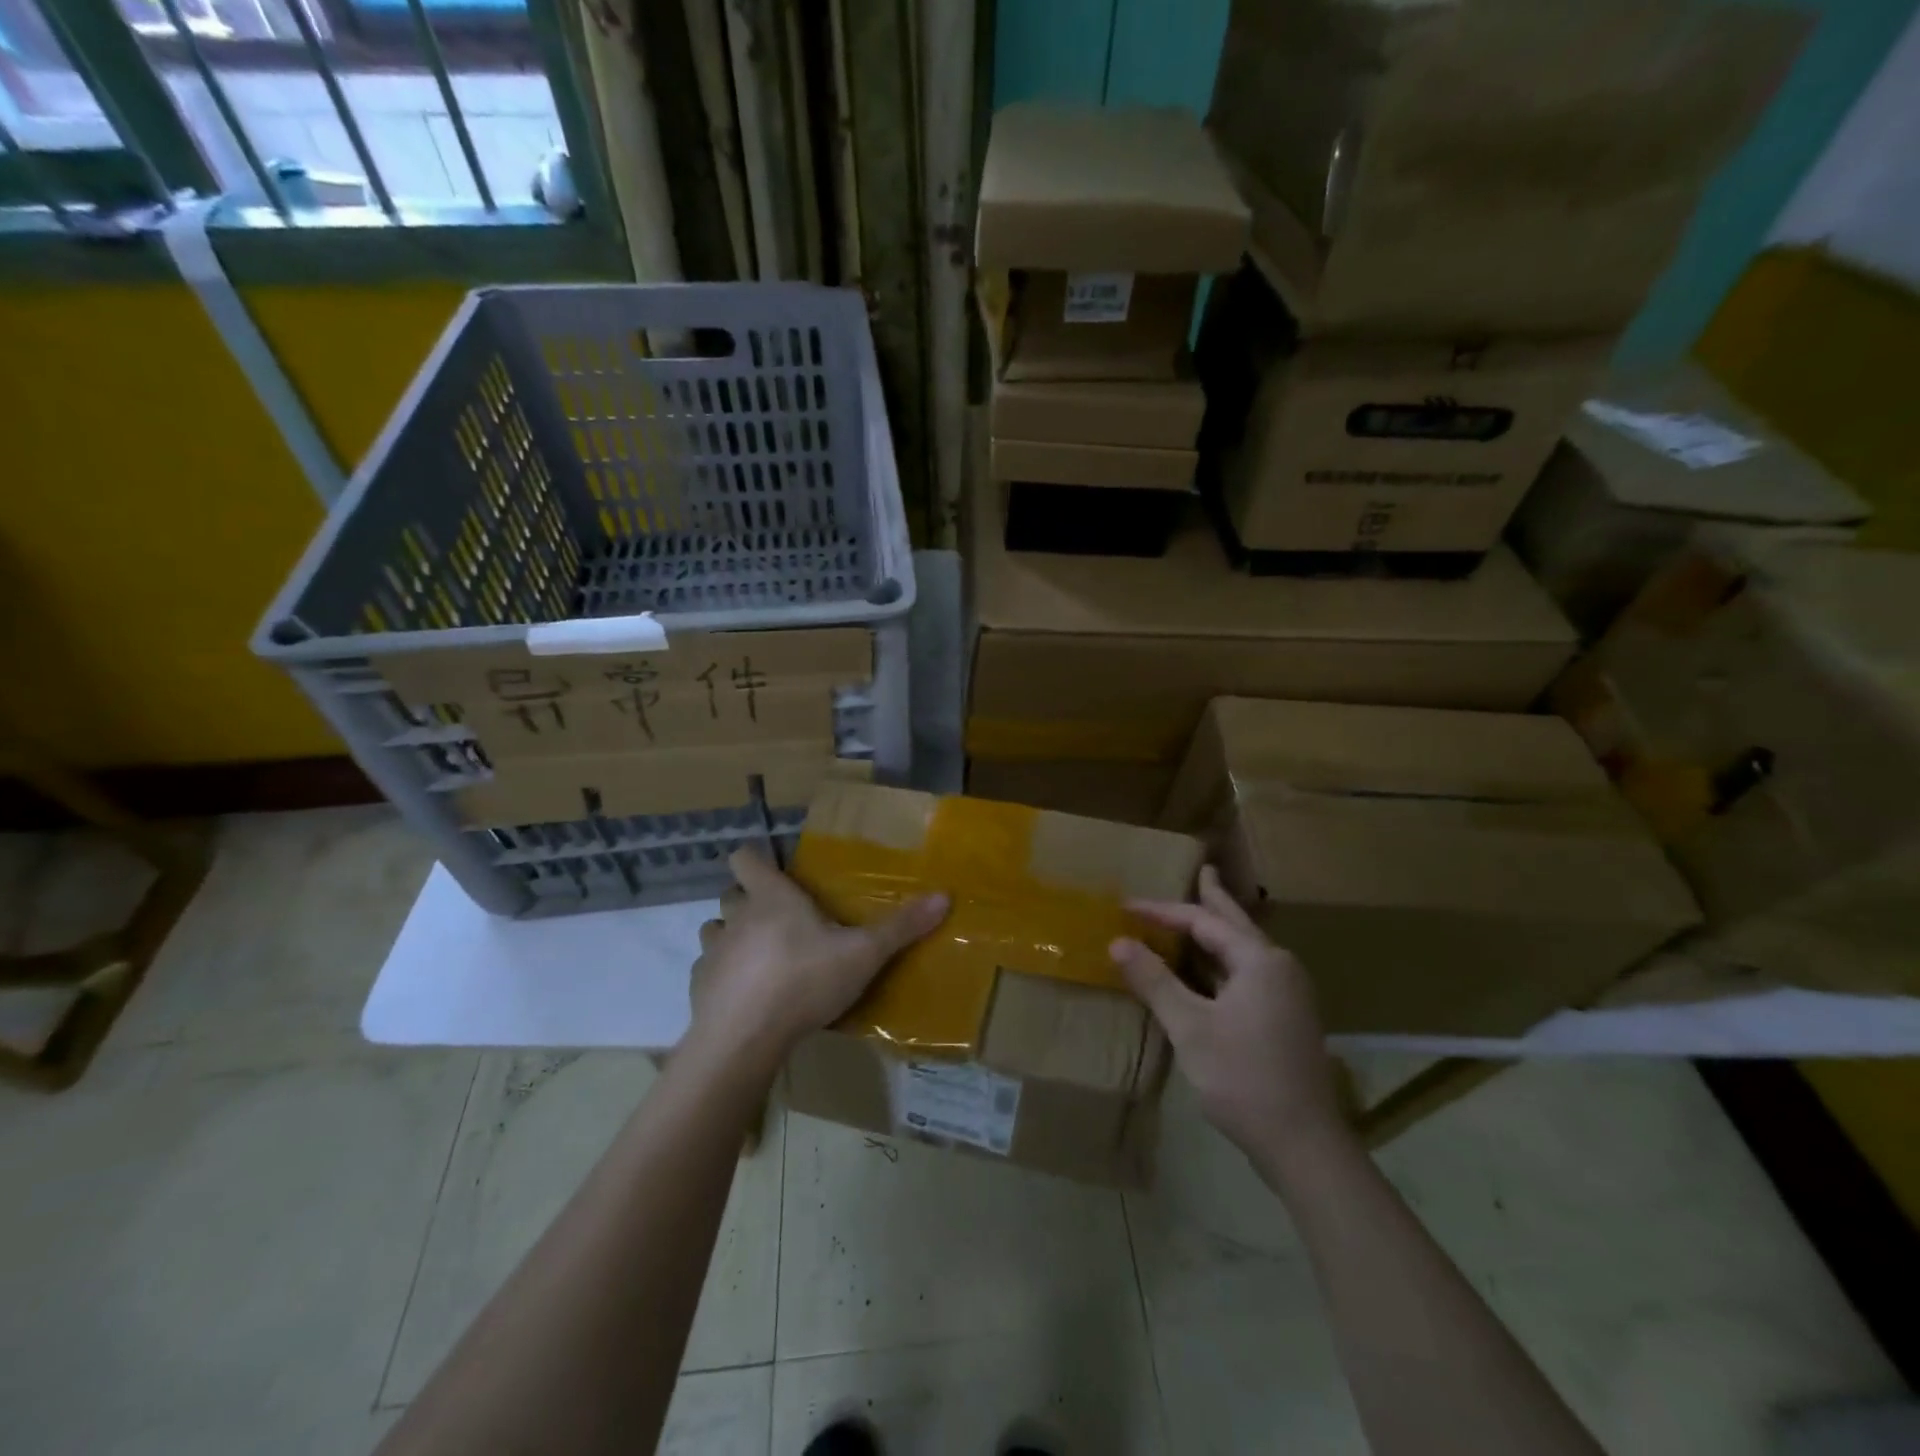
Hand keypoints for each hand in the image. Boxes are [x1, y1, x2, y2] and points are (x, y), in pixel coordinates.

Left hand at [691, 848, 948, 1062]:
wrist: (745, 1040)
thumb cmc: (804, 981)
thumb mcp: (862, 954)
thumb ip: (901, 927)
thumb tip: (945, 896)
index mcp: (771, 897)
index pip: (745, 858)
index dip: (755, 859)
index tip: (773, 870)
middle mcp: (736, 917)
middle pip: (732, 894)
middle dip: (749, 901)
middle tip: (780, 920)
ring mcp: (713, 952)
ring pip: (715, 930)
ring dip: (732, 937)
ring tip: (760, 958)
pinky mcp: (698, 988)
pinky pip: (708, 970)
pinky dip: (722, 976)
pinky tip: (744, 997)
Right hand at [1110, 866, 1348, 1183]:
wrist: (1304, 1145)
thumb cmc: (1243, 1077)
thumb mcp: (1190, 1027)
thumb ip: (1155, 981)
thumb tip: (1118, 943)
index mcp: (1260, 960)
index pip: (1204, 921)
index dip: (1163, 911)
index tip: (1126, 906)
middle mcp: (1280, 967)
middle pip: (1236, 923)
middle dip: (1214, 898)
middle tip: (1201, 869)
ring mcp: (1289, 994)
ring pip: (1245, 949)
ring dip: (1219, 929)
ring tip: (1202, 908)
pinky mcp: (1287, 1018)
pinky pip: (1248, 972)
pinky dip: (1224, 959)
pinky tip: (1211, 967)